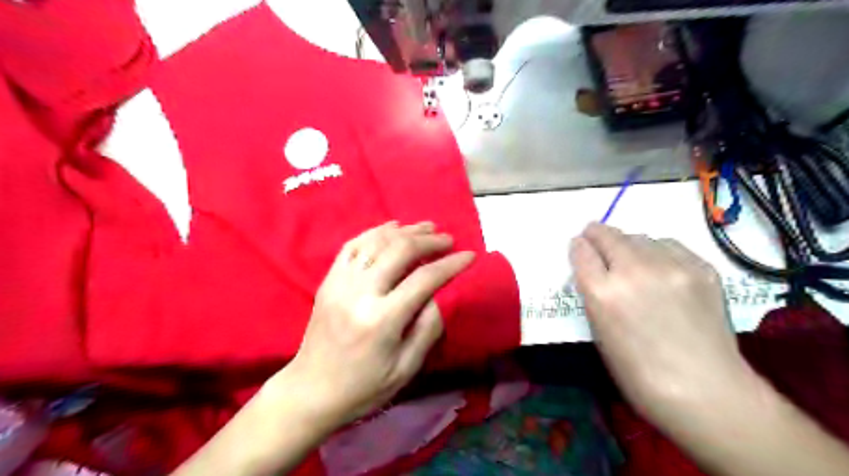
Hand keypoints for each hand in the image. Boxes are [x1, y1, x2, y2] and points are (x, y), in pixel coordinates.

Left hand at [283, 221, 470, 429]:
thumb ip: (427, 328)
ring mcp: (340, 283)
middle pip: (399, 251)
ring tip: (426, 227)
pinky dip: (375, 232)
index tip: (469, 255)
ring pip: (376, 242)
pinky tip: (392, 228)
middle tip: (447, 239)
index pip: (424, 279)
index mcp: (382, 320)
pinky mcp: (328, 280)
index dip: (450, 264)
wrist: (311, 391)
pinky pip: (352, 245)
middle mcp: (360, 293)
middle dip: (428, 240)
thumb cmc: (364, 387)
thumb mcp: (406, 368)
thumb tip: (440, 294)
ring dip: (405, 231)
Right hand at [570, 225, 755, 429]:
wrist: (705, 390)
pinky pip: (669, 246)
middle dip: (597, 235)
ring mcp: (671, 267)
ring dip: (629, 245)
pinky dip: (658, 251)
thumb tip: (595, 270)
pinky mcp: (701, 268)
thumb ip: (593, 294)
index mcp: (602, 293)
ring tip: (633, 260)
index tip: (580, 247)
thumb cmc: (638, 371)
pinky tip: (661, 268)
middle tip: (597, 239)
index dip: (578, 247)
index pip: (581, 251)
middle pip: (608, 235)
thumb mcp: (599, 332)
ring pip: (640, 237)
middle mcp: (633, 271)